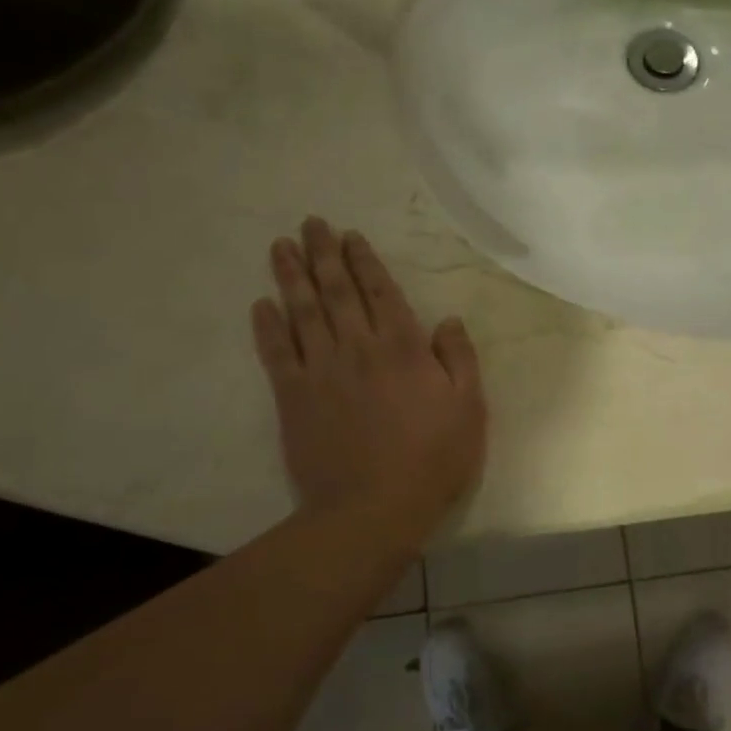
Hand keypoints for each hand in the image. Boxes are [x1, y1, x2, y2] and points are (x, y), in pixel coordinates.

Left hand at [251, 219, 485, 546]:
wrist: (373, 508)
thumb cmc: (432, 459)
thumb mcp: (469, 408)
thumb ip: (459, 359)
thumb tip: (448, 320)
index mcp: (403, 347)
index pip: (381, 291)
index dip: (364, 261)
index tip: (350, 236)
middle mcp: (358, 347)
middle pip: (337, 291)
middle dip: (323, 254)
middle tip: (310, 223)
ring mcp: (322, 371)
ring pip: (303, 312)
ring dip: (291, 276)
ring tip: (280, 246)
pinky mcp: (293, 398)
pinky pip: (277, 353)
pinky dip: (268, 327)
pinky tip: (261, 304)